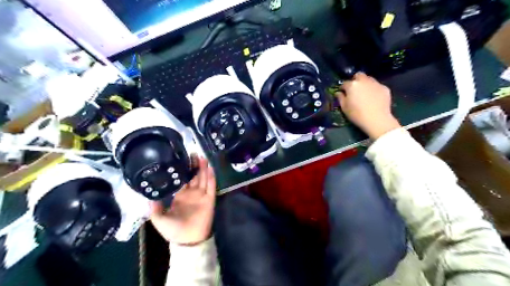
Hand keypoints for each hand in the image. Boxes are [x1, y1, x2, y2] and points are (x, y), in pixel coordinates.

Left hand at [150, 157, 216, 244]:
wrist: (188, 240)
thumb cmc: (173, 230)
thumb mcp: (158, 219)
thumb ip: (154, 207)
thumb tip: (149, 194)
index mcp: (180, 196)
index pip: (183, 179)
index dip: (183, 170)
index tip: (182, 159)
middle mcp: (192, 193)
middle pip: (194, 176)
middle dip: (194, 165)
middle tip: (193, 153)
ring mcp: (201, 195)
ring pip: (203, 178)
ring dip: (203, 168)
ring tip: (202, 157)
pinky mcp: (209, 199)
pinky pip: (211, 186)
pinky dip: (211, 177)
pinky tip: (210, 168)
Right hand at [338, 73, 401, 139]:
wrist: (377, 119)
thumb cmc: (357, 114)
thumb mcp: (344, 108)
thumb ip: (340, 98)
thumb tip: (338, 93)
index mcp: (352, 85)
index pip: (344, 83)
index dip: (343, 88)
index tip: (343, 93)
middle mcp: (364, 81)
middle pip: (358, 75)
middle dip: (355, 80)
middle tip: (355, 90)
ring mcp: (375, 83)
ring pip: (369, 79)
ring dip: (365, 84)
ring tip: (365, 93)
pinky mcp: (385, 88)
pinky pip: (377, 86)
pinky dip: (374, 90)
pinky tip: (374, 98)